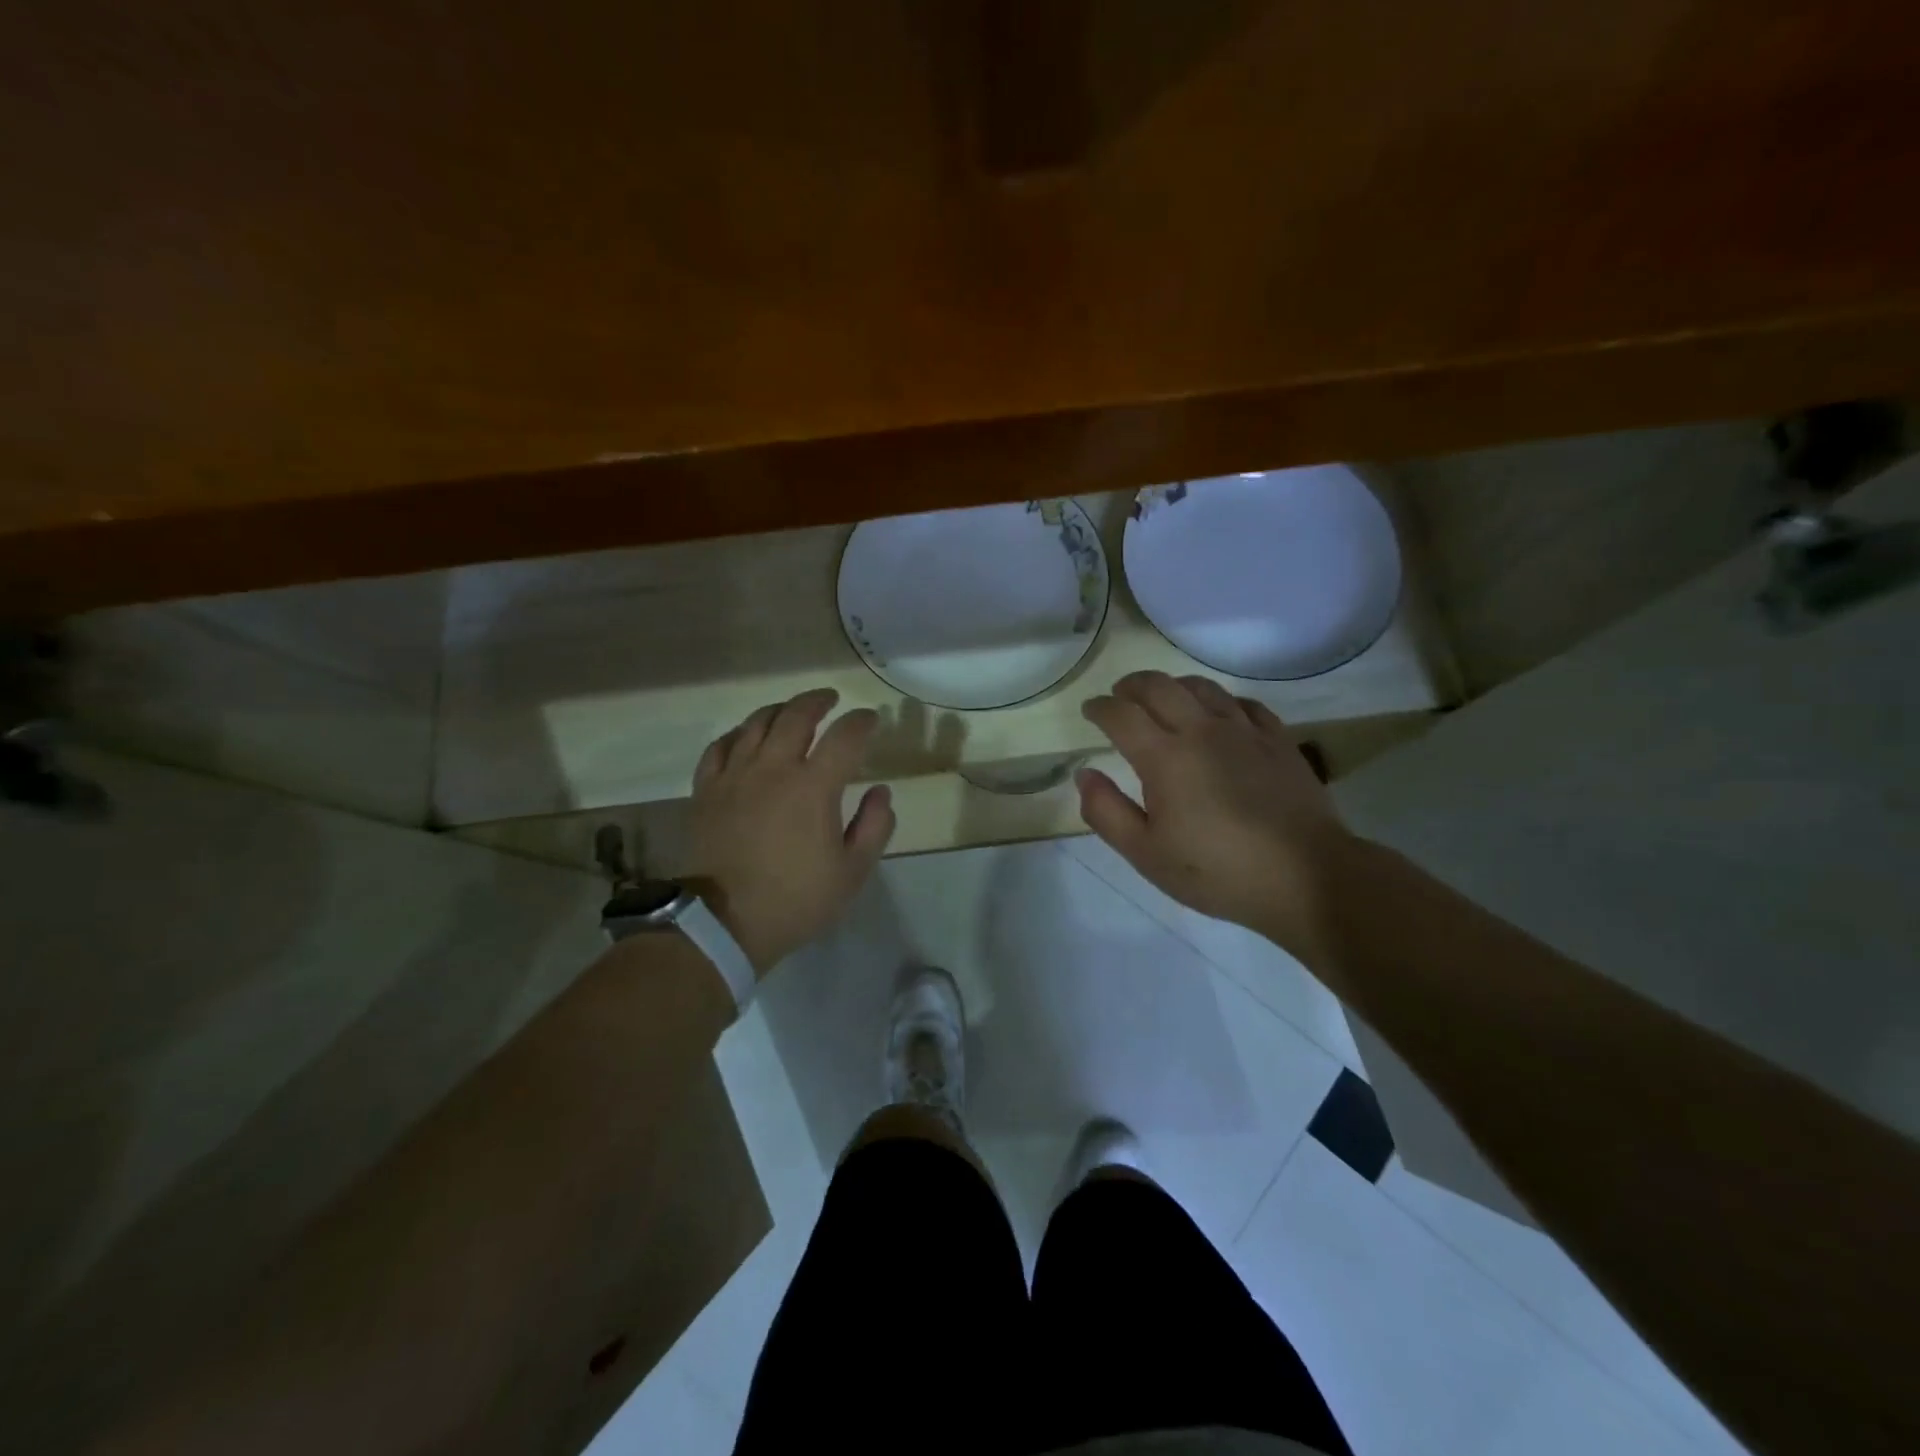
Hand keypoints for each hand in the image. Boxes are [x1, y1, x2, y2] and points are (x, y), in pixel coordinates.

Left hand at [687, 688, 895, 974]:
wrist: (724, 923)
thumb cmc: (796, 899)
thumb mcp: (852, 872)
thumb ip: (874, 826)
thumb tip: (881, 791)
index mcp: (813, 786)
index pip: (845, 736)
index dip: (862, 722)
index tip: (871, 720)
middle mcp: (773, 768)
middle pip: (796, 715)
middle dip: (818, 701)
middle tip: (830, 700)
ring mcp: (734, 776)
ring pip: (755, 723)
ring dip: (779, 710)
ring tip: (791, 711)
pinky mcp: (706, 791)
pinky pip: (719, 747)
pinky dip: (736, 734)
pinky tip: (744, 737)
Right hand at [1077, 671, 1356, 962]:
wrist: (1305, 877)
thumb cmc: (1217, 871)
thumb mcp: (1146, 853)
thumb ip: (1106, 812)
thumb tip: (1085, 774)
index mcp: (1165, 757)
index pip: (1121, 715)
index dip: (1100, 707)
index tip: (1090, 710)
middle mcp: (1202, 730)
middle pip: (1160, 687)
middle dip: (1132, 685)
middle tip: (1120, 695)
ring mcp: (1245, 731)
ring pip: (1202, 687)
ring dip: (1174, 685)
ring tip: (1164, 697)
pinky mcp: (1279, 740)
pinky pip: (1244, 703)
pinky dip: (1221, 700)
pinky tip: (1220, 713)